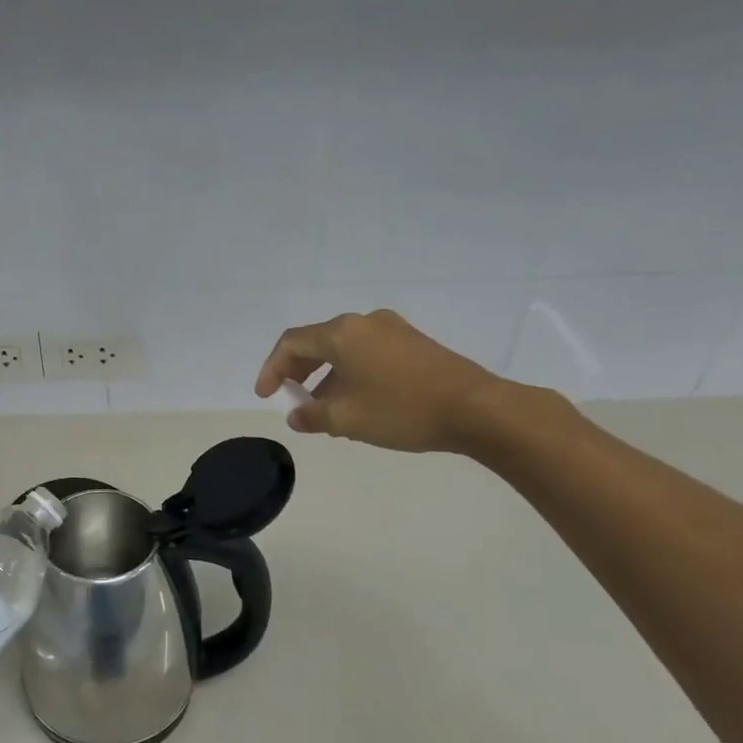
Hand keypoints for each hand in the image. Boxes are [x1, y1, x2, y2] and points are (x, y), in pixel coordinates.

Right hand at [255, 309, 513, 453]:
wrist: (476, 408)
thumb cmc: (402, 411)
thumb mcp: (348, 419)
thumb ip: (313, 416)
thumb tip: (296, 416)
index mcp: (342, 333)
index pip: (291, 343)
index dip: (271, 369)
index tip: (266, 396)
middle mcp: (364, 322)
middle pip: (317, 341)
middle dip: (298, 371)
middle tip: (290, 398)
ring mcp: (392, 330)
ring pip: (344, 349)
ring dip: (326, 376)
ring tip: (323, 410)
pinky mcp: (413, 343)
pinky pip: (367, 353)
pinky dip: (350, 373)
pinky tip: (356, 402)